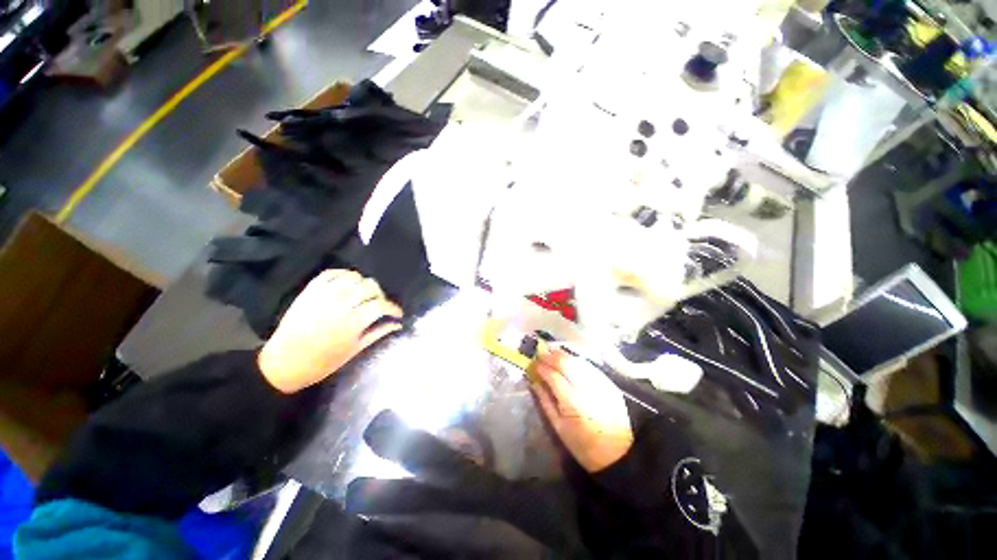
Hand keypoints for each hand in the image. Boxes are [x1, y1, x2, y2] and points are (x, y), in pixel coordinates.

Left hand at [258, 270, 402, 392]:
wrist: (283, 363)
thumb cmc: (323, 362)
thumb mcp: (355, 349)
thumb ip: (378, 332)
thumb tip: (398, 324)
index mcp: (352, 322)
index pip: (381, 305)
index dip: (393, 308)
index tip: (397, 313)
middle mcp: (340, 304)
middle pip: (370, 286)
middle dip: (380, 295)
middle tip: (380, 305)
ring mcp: (323, 295)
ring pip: (354, 277)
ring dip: (364, 284)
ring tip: (364, 294)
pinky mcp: (310, 291)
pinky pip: (331, 273)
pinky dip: (344, 274)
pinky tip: (348, 283)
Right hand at [529, 344, 633, 472]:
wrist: (618, 453)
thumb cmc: (583, 445)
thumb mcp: (558, 428)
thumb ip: (545, 402)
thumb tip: (534, 382)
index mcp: (572, 402)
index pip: (553, 375)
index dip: (542, 367)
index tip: (533, 363)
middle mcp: (587, 388)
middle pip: (566, 363)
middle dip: (551, 356)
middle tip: (541, 352)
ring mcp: (600, 384)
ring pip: (578, 361)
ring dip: (564, 355)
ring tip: (552, 352)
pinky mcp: (609, 383)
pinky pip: (589, 366)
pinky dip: (577, 361)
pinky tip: (569, 360)